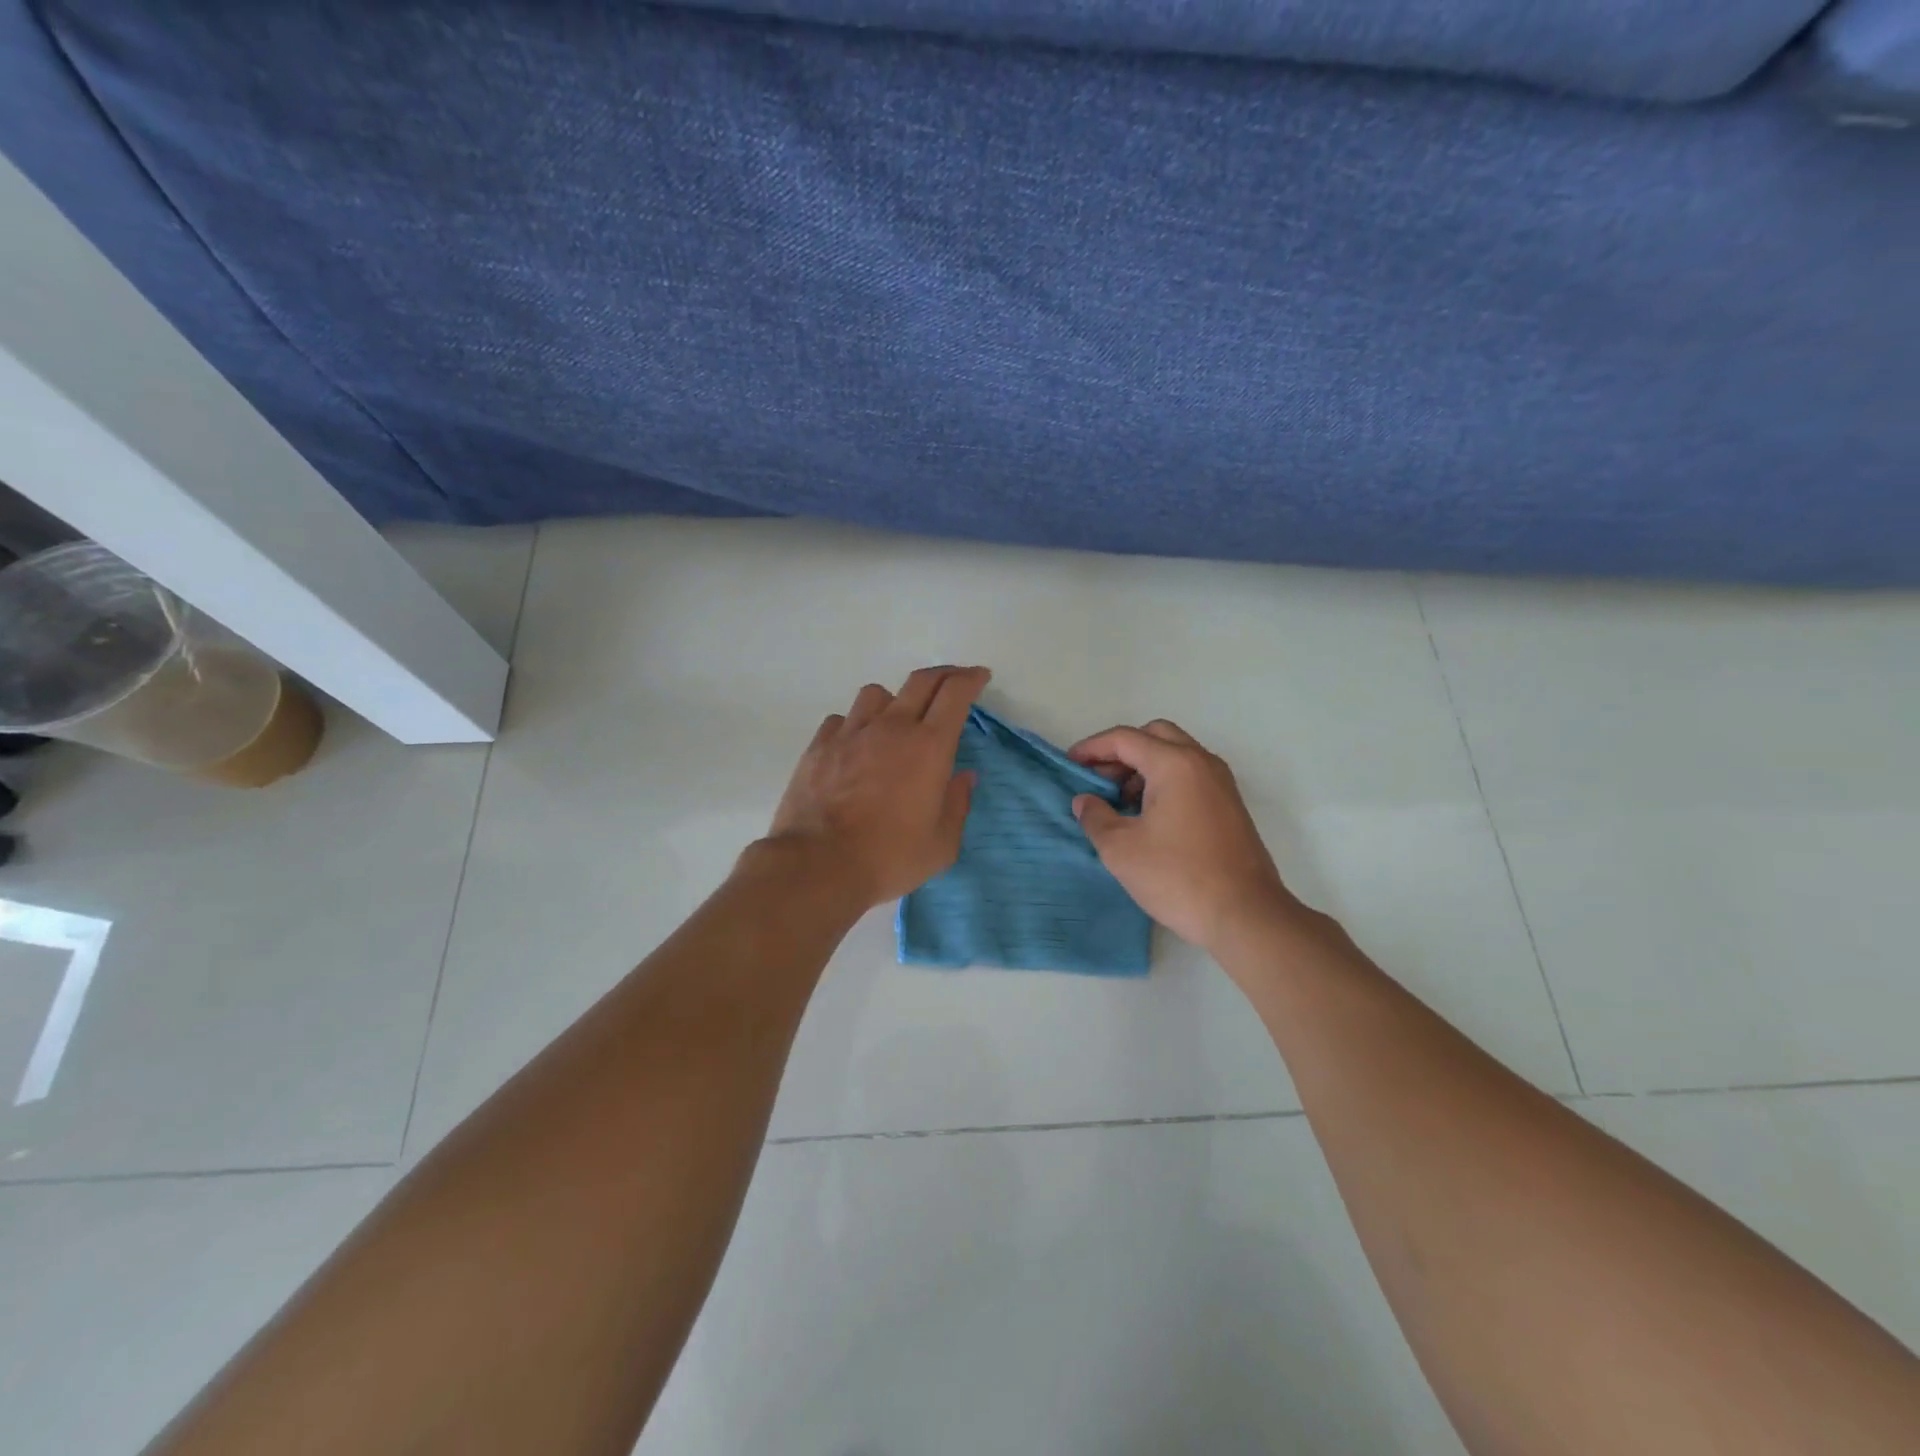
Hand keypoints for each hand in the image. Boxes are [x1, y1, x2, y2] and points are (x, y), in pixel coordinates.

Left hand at [765, 666, 988, 910]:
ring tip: (897, 718)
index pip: (955, 694)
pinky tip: (856, 743)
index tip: (980, 677)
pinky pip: (842, 719)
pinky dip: (855, 724)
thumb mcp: (941, 845)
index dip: (971, 679)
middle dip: (944, 674)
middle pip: (921, 681)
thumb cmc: (888, 857)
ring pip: (876, 693)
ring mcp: (851, 733)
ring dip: (894, 699)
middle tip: (954, 681)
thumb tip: (964, 778)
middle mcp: (891, 728)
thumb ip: (957, 805)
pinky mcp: (819, 746)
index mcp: (929, 747)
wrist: (818, 865)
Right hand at [1069, 719, 1298, 952]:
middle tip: (1098, 780)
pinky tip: (1147, 817)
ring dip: (1143, 767)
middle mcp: (1201, 763)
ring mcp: (1221, 783)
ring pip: (1175, 754)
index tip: (1069, 764)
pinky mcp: (1229, 805)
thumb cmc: (1178, 877)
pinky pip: (1190, 775)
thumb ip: (1095, 817)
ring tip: (1119, 802)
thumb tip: (1085, 801)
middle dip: (1121, 752)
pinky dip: (1164, 781)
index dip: (1092, 748)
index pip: (1125, 738)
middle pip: (1154, 736)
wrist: (1245, 916)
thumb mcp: (1121, 849)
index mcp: (1175, 764)